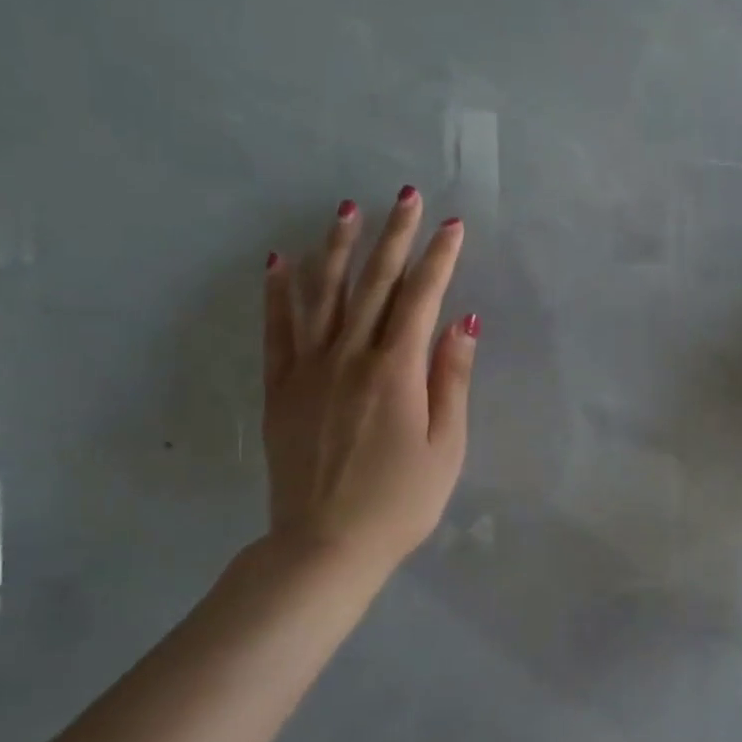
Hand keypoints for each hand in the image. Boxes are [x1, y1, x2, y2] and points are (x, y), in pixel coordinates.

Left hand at [260, 186, 477, 574]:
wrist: (325, 546)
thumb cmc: (400, 501)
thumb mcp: (446, 445)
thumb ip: (452, 378)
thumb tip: (463, 320)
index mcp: (396, 370)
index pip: (422, 297)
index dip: (439, 258)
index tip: (452, 225)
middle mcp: (351, 356)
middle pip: (376, 284)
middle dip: (395, 236)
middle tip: (405, 196)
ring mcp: (309, 369)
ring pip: (324, 294)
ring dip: (337, 249)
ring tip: (346, 210)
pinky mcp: (280, 388)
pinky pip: (277, 330)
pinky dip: (278, 293)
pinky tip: (279, 261)